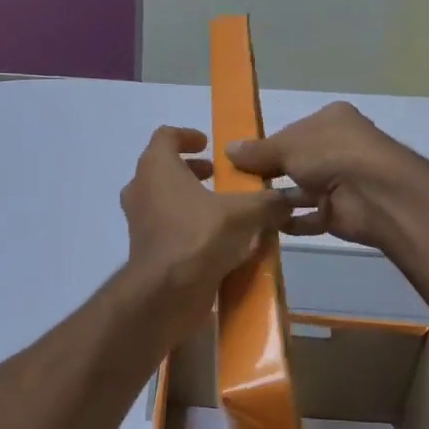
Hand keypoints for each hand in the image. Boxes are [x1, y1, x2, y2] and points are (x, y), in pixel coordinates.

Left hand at [120, 127, 290, 331]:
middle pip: (163, 168)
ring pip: (163, 199)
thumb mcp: (244, 214)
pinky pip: (166, 227)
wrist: (166, 292)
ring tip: (222, 209)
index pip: (165, 136)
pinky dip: (187, 226)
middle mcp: (140, 188)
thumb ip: (267, 202)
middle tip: (218, 177)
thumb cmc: (199, 236)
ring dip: (189, 199)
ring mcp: (139, 220)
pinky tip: (216, 240)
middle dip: (192, 170)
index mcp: (156, 167)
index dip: (188, 136)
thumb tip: (289, 199)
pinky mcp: (144, 248)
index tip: (209, 144)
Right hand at [226, 102, 428, 250]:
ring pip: (303, 190)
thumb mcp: (286, 145)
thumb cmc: (330, 154)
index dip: (268, 146)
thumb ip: (257, 150)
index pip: (293, 132)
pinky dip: (291, 221)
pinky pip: (311, 216)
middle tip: (237, 186)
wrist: (374, 194)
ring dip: (278, 200)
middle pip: (297, 161)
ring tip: (245, 208)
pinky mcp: (343, 212)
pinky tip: (266, 225)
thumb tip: (228, 149)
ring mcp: (343, 181)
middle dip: (270, 174)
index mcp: (331, 120)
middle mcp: (339, 148)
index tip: (240, 160)